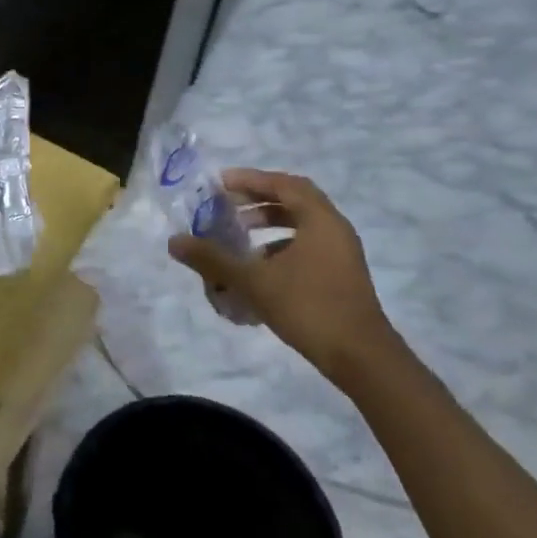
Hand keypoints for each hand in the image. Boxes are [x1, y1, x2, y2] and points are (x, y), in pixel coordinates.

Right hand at [167, 170, 401, 386]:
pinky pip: (307, 246)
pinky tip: (259, 268)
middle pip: (294, 200)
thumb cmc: (308, 308)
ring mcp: (341, 253)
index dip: (251, 180)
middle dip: (258, 200)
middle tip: (227, 206)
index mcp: (320, 220)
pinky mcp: (341, 275)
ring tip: (239, 235)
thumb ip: (213, 259)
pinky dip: (281, 247)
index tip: (220, 184)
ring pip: (301, 225)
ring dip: (269, 224)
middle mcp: (335, 229)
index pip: (283, 184)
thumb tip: (174, 241)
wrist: (361, 357)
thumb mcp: (253, 281)